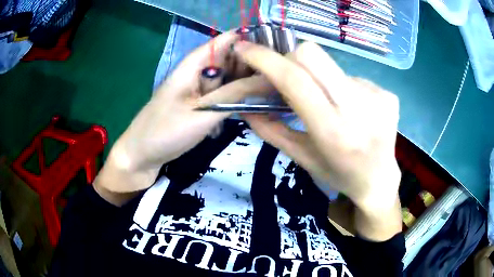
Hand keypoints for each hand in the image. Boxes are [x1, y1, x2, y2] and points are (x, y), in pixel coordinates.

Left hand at [95, 31, 271, 200]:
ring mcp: (199, 89)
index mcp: (194, 64)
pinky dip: (236, 99)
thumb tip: (268, 78)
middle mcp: (198, 72)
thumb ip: (235, 94)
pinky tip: (251, 107)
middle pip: (230, 59)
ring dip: (246, 85)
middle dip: (253, 66)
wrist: (141, 156)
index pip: (226, 41)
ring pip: (228, 79)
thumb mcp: (202, 112)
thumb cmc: (165, 131)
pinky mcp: (200, 105)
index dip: (251, 41)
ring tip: (272, 93)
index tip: (278, 52)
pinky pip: (223, 95)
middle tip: (280, 80)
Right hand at [236, 41, 401, 231]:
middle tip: (289, 79)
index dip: (264, 59)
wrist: (379, 181)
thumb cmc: (339, 175)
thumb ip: (270, 130)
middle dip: (290, 60)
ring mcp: (377, 96)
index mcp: (332, 132)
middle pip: (312, 54)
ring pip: (331, 66)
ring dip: (319, 80)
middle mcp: (359, 108)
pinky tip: (352, 110)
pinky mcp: (387, 93)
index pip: (294, 79)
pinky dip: (342, 89)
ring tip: (329, 105)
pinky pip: (352, 77)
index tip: (244, 48)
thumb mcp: (301, 158)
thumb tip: (244, 105)